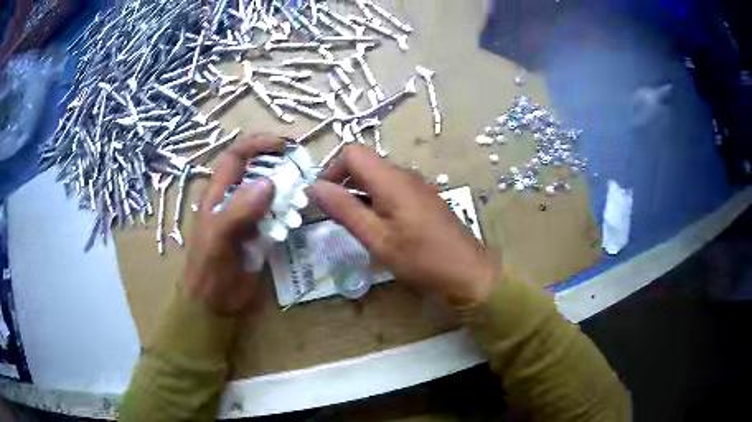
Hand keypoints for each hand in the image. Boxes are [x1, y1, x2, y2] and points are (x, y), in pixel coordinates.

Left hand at [182, 135, 284, 315]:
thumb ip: (240, 211)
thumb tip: (269, 182)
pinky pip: (277, 215)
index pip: (237, 156)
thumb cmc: (209, 269)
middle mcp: (235, 199)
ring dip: (287, 188)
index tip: (283, 145)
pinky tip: (299, 215)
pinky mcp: (261, 234)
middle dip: (278, 164)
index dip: (257, 144)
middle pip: (257, 170)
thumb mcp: (219, 238)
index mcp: (219, 193)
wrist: (214, 303)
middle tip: (302, 167)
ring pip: (270, 192)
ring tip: (303, 192)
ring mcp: (249, 217)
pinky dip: (289, 211)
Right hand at [308, 145, 496, 305]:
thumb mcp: (377, 238)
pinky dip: (375, 199)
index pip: (353, 153)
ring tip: (352, 223)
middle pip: (365, 163)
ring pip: (377, 176)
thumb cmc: (421, 258)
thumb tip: (313, 186)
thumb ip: (345, 209)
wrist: (468, 271)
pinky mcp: (423, 198)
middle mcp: (404, 174)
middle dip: (343, 182)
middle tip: (332, 214)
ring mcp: (416, 185)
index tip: (322, 197)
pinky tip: (376, 225)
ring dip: (358, 192)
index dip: (332, 170)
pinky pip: (391, 188)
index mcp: (391, 179)